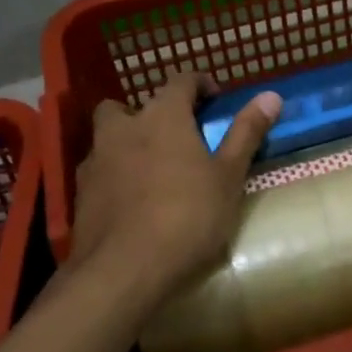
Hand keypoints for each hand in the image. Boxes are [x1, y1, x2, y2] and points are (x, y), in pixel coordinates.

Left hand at [69, 72, 281, 305]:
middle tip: (175, 137)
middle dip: (150, 114)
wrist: (124, 271)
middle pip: (130, 106)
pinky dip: (115, 176)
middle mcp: (123, 128)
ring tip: (153, 171)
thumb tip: (271, 95)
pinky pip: (100, 172)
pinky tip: (132, 202)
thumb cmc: (188, 216)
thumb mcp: (228, 176)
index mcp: (162, 116)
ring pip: (109, 137)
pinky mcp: (80, 195)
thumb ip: (246, 133)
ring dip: (127, 143)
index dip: (199, 84)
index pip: (181, 81)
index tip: (215, 99)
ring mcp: (96, 161)